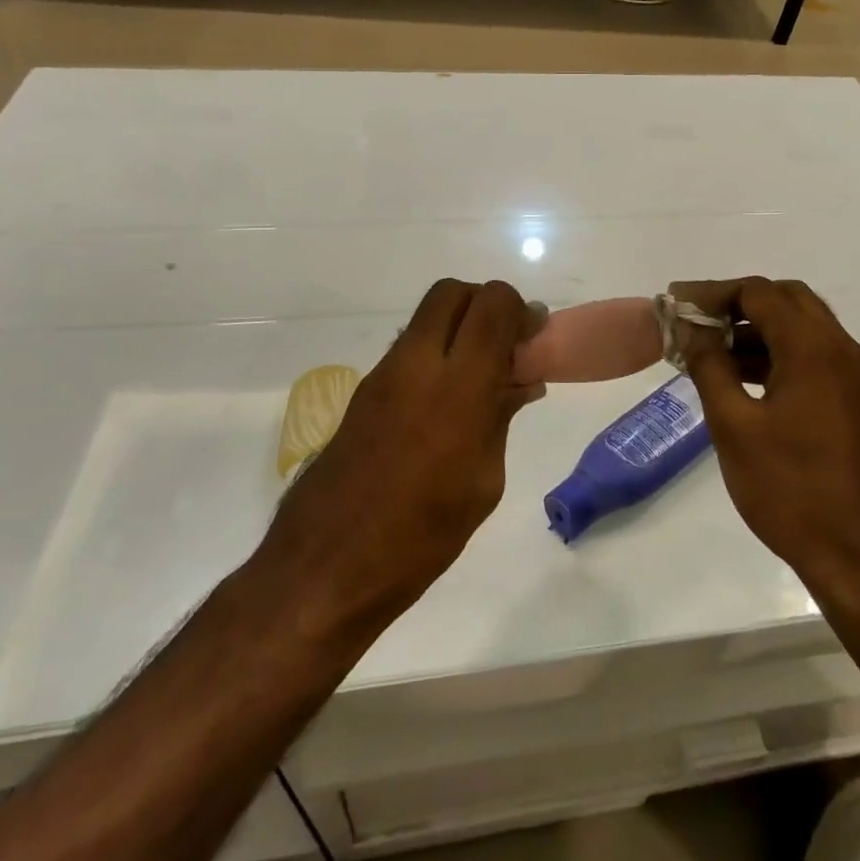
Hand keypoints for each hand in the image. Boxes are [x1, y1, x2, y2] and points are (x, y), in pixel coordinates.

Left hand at [252, 279, 534, 642]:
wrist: (326, 568)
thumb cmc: (421, 535)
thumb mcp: (484, 481)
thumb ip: (501, 417)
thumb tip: (520, 381)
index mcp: (457, 386)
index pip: (492, 304)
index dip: (519, 310)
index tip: (533, 341)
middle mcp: (416, 364)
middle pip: (452, 292)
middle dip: (485, 305)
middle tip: (504, 345)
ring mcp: (383, 375)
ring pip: (427, 318)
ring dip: (459, 329)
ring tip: (480, 378)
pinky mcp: (362, 393)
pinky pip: (409, 350)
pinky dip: (436, 355)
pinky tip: (447, 404)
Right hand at [668, 278, 859, 593]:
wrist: (855, 554)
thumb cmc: (789, 489)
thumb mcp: (734, 425)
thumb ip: (709, 366)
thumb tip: (691, 328)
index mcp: (812, 348)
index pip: (759, 293)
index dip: (713, 293)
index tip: (674, 304)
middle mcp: (838, 348)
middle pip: (785, 299)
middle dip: (737, 302)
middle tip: (696, 321)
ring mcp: (849, 374)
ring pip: (799, 325)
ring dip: (755, 327)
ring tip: (708, 349)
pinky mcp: (850, 397)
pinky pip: (809, 354)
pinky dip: (774, 351)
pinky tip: (739, 375)